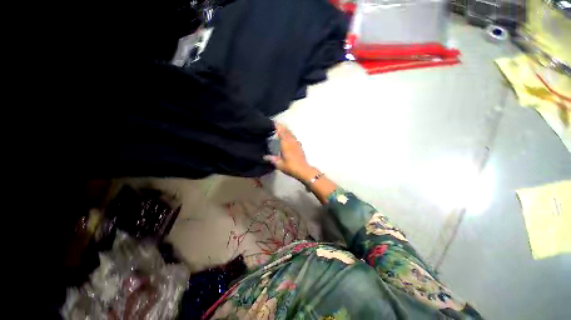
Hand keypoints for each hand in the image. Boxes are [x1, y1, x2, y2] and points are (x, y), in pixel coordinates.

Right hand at [264, 123, 317, 181]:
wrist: (303, 170)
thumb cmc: (290, 167)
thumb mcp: (279, 164)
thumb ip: (272, 159)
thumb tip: (264, 157)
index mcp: (286, 144)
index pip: (281, 132)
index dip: (277, 126)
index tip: (273, 122)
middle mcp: (291, 141)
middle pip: (287, 131)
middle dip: (281, 126)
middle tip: (276, 124)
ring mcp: (296, 143)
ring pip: (291, 133)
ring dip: (286, 130)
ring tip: (281, 129)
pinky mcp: (299, 146)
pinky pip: (294, 137)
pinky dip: (290, 135)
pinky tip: (289, 137)